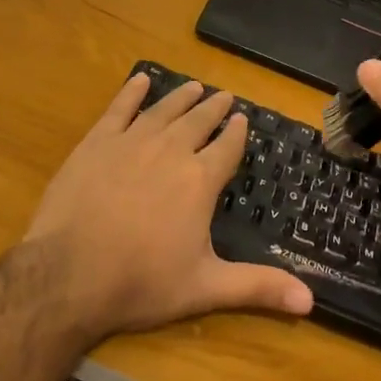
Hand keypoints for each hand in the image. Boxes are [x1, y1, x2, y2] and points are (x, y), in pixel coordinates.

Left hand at [22, 75, 313, 339]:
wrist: (69, 273)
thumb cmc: (141, 282)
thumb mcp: (205, 287)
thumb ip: (257, 287)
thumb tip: (310, 300)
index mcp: (200, 180)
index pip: (226, 147)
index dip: (236, 132)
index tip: (243, 119)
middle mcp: (170, 150)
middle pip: (198, 121)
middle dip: (214, 108)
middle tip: (225, 95)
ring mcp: (131, 142)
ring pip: (164, 110)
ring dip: (181, 96)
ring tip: (194, 86)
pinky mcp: (97, 142)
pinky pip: (119, 108)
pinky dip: (131, 92)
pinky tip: (140, 80)